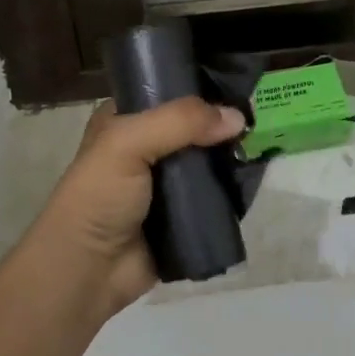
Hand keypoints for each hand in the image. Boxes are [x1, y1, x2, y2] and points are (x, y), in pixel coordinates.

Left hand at [21, 97, 246, 318]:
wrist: (89, 270)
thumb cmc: (99, 196)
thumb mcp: (128, 143)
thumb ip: (180, 122)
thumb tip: (237, 118)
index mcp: (125, 119)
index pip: (168, 90)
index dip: (199, 87)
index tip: (238, 85)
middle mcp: (147, 145)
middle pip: (194, 126)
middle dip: (223, 124)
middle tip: (260, 118)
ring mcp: (166, 182)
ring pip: (208, 160)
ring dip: (232, 158)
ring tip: (266, 146)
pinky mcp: (183, 214)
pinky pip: (216, 196)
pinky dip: (234, 190)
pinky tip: (256, 179)